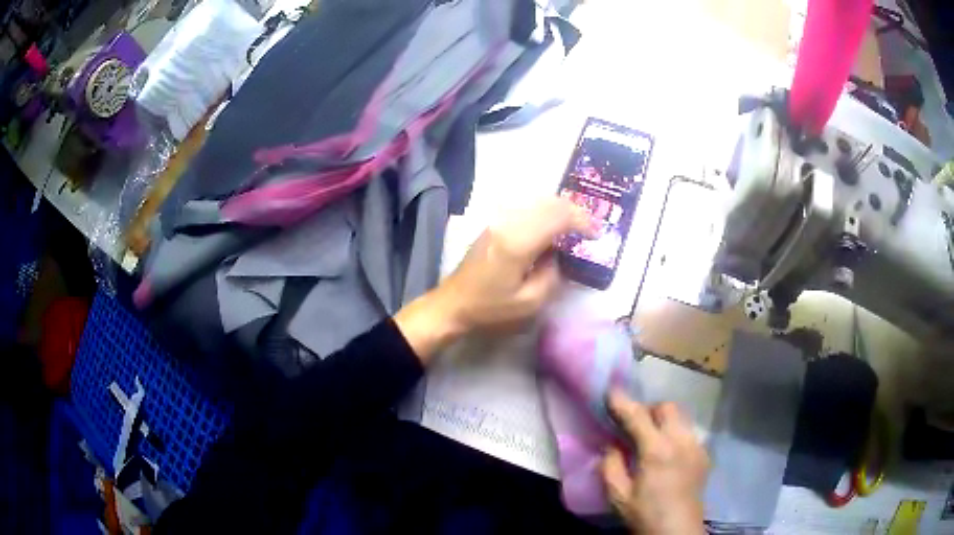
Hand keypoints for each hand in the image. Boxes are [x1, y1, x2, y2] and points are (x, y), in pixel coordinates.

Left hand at [394, 198, 594, 361]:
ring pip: (538, 202)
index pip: (558, 217)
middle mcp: (509, 223)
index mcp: (518, 243)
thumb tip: (559, 256)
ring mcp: (499, 220)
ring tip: (574, 229)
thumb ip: (552, 276)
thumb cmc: (490, 309)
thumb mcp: (529, 303)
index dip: (583, 222)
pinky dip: (544, 213)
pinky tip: (551, 229)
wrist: (453, 303)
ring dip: (560, 211)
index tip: (596, 235)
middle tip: (589, 230)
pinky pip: (526, 209)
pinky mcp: (494, 224)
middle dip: (574, 212)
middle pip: (550, 203)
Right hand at [602, 391, 708, 534]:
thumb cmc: (645, 514)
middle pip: (667, 407)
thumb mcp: (618, 495)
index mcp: (657, 451)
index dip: (623, 402)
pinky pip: (689, 432)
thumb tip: (612, 445)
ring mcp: (696, 446)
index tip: (611, 391)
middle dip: (649, 410)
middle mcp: (681, 441)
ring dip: (664, 420)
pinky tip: (669, 453)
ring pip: (681, 417)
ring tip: (653, 438)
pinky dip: (676, 433)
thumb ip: (611, 465)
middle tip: (634, 425)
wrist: (677, 530)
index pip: (638, 416)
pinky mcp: (704, 454)